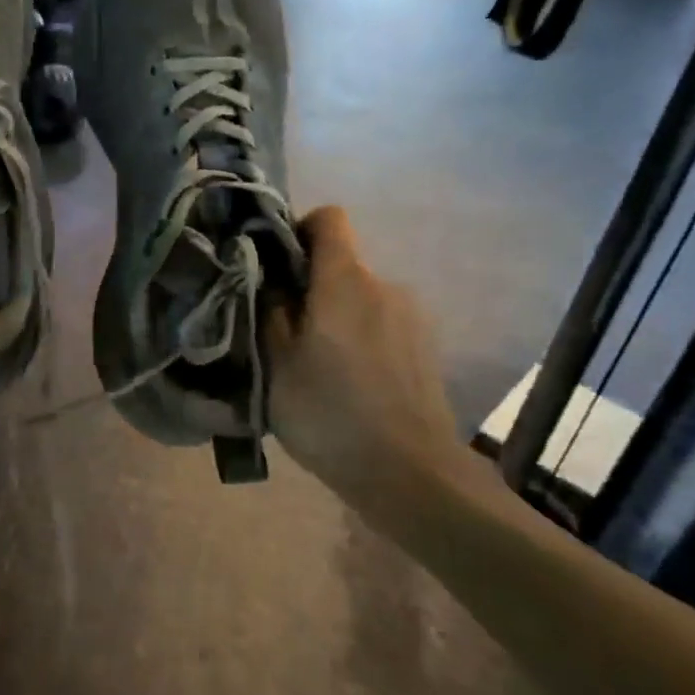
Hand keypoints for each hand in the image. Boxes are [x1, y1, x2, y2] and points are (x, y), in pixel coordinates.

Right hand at [266, 206, 465, 521]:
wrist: (412, 476)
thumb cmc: (330, 413)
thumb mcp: (276, 363)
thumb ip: (270, 310)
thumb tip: (269, 279)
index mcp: (346, 281)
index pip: (329, 219)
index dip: (298, 230)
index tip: (275, 265)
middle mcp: (384, 286)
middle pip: (340, 264)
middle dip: (308, 286)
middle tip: (282, 330)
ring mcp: (412, 317)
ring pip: (359, 299)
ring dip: (334, 317)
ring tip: (315, 365)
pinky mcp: (425, 348)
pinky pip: (380, 325)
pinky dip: (359, 339)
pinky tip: (348, 384)